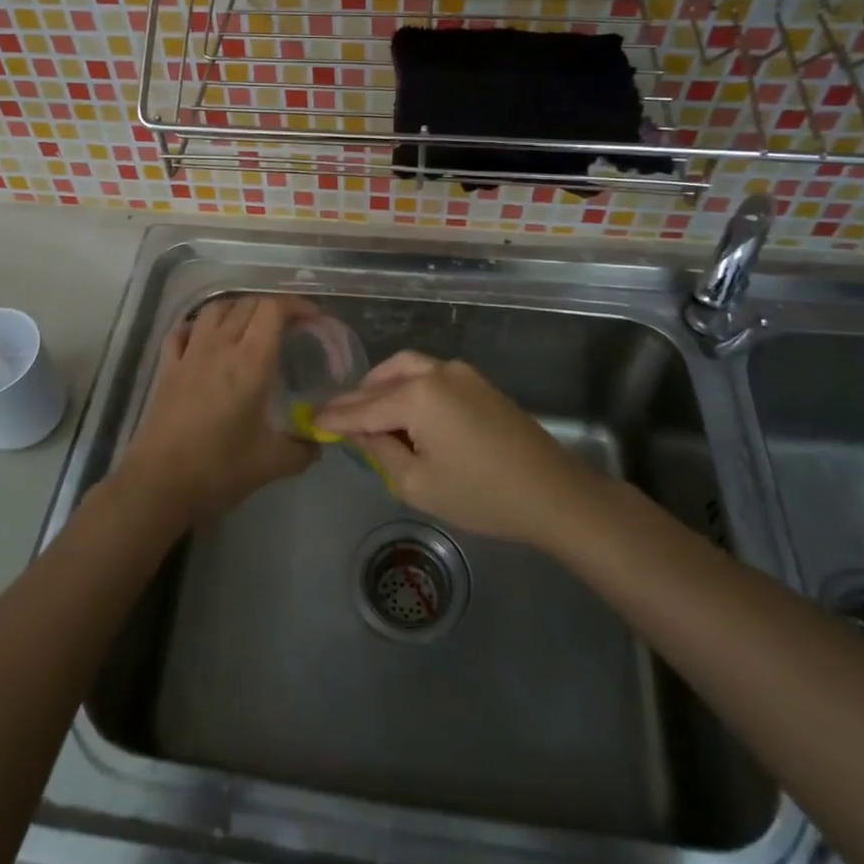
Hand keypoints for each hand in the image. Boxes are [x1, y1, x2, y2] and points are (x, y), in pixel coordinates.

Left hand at [111, 294, 319, 524]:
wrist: (159, 484)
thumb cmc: (219, 469)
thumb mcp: (272, 463)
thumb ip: (303, 450)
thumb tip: (318, 443)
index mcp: (250, 363)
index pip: (273, 309)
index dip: (296, 305)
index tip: (313, 318)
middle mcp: (219, 347)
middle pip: (247, 304)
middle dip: (273, 307)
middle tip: (289, 326)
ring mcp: (189, 354)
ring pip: (214, 309)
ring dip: (237, 308)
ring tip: (251, 326)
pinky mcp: (167, 367)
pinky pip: (182, 331)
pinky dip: (199, 326)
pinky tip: (206, 339)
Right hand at [316, 353, 588, 541]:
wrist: (552, 492)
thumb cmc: (481, 495)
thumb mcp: (418, 484)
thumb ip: (380, 452)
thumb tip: (360, 431)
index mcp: (417, 395)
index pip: (363, 407)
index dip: (336, 416)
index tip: (311, 420)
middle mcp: (436, 372)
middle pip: (383, 378)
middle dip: (358, 397)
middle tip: (338, 418)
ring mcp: (460, 372)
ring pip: (407, 368)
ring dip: (382, 386)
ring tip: (368, 413)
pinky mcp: (478, 381)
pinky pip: (430, 374)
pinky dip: (407, 386)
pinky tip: (404, 411)